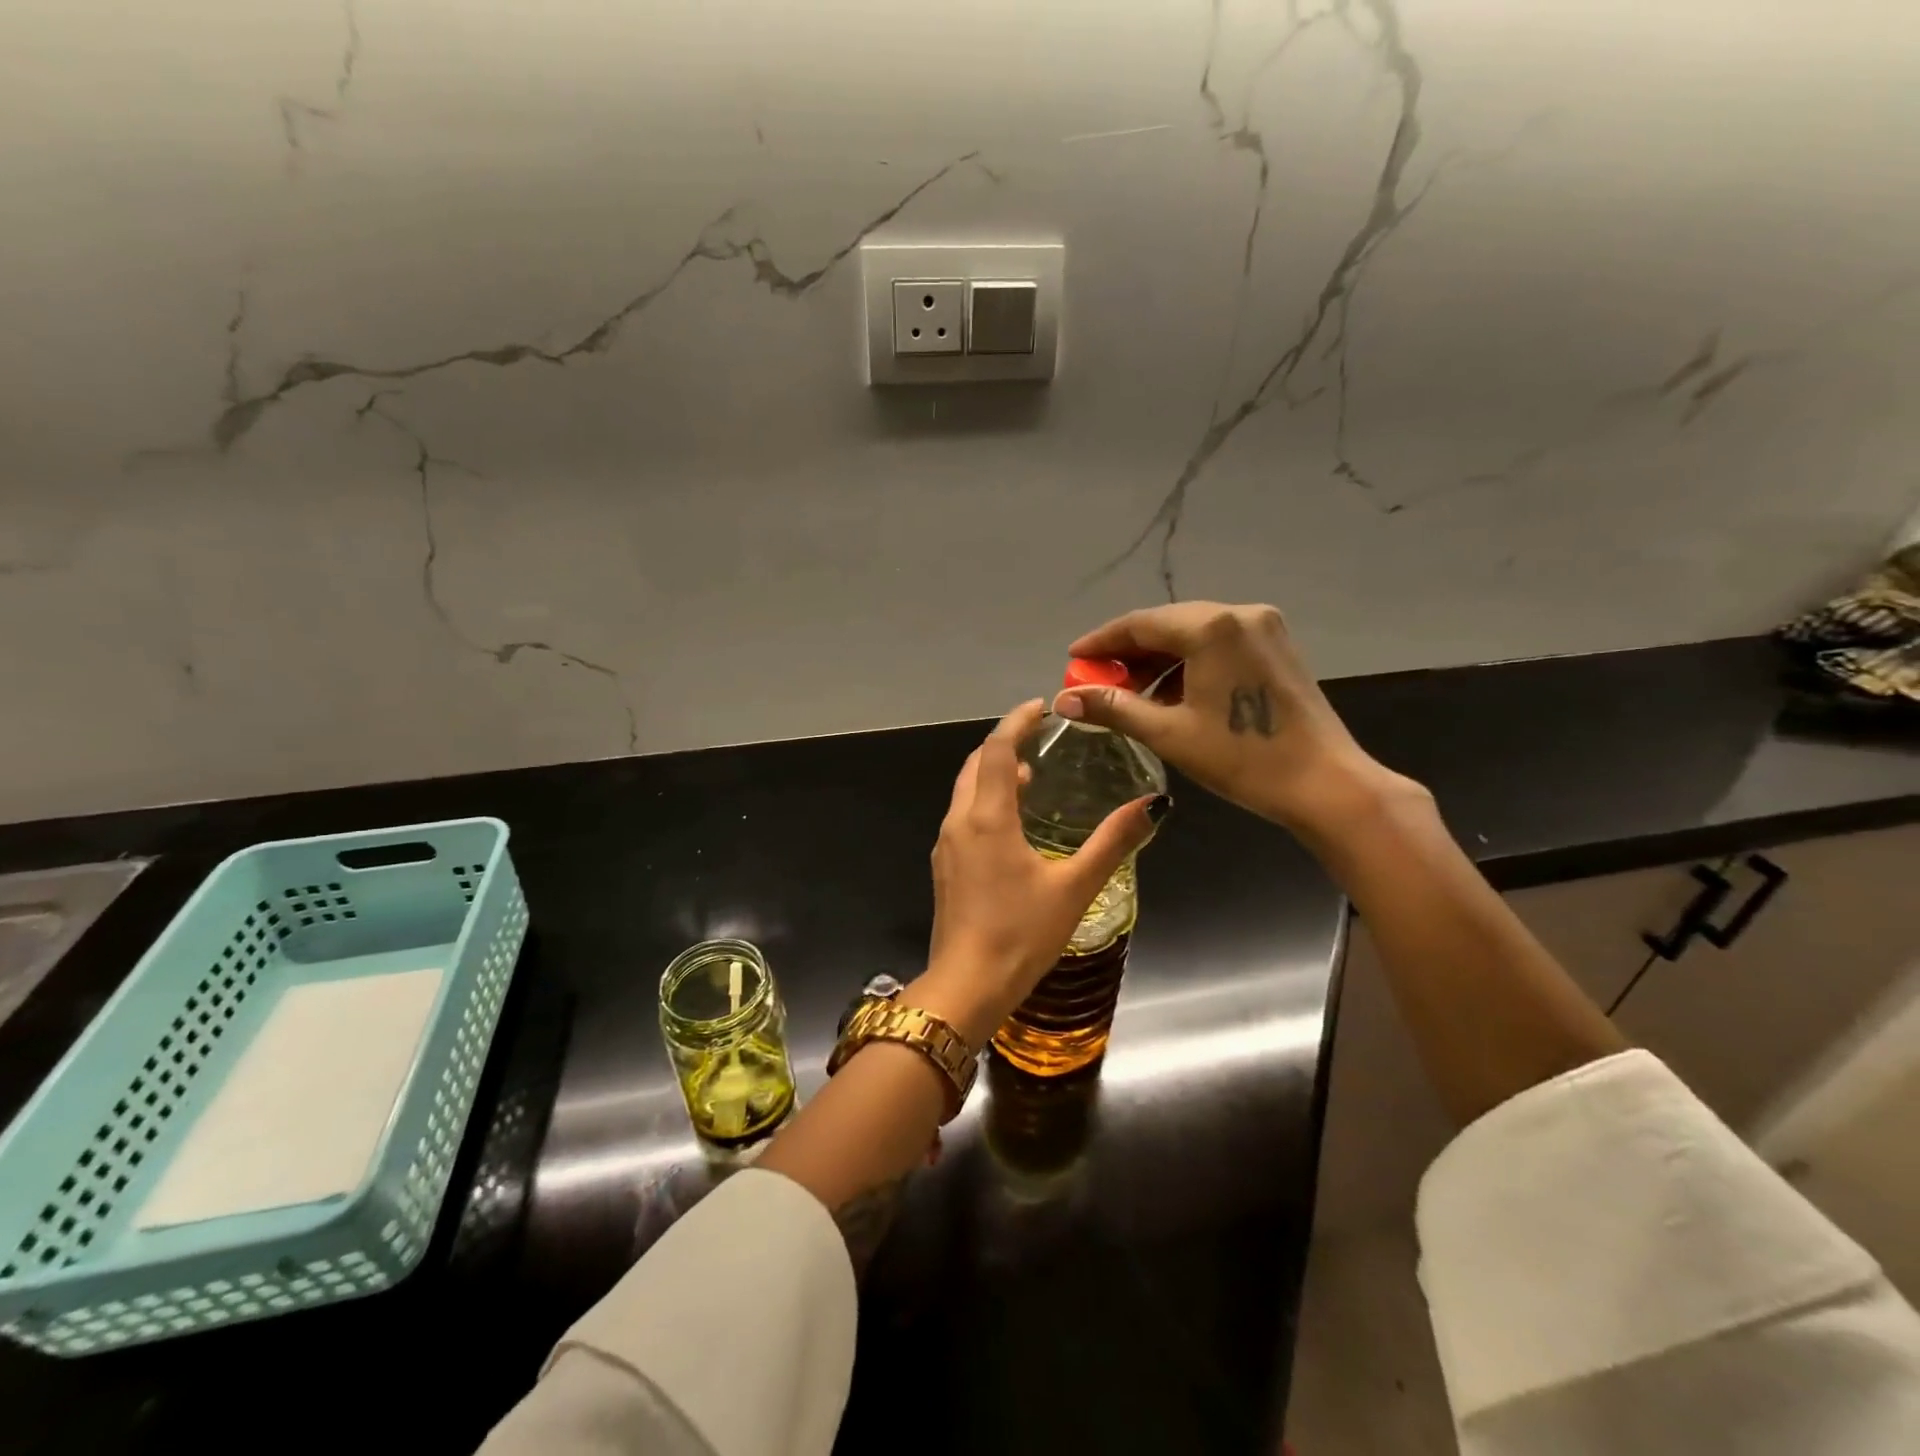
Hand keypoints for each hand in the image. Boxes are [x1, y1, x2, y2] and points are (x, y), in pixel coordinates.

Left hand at [915, 699, 1162, 1045]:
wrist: (967, 986)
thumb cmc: (1021, 935)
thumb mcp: (1074, 887)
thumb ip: (1113, 843)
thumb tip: (1153, 806)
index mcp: (987, 818)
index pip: (996, 750)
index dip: (1016, 722)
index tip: (1041, 706)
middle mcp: (959, 822)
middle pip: (975, 765)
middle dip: (1004, 743)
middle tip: (1039, 734)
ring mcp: (947, 846)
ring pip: (966, 791)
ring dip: (993, 773)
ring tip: (1032, 772)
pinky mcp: (946, 867)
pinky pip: (964, 816)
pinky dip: (986, 800)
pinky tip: (1013, 820)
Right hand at [1055, 602, 1409, 833]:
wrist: (1324, 783)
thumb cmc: (1242, 758)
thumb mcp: (1169, 733)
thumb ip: (1113, 708)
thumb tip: (1064, 700)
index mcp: (1212, 627)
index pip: (1140, 624)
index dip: (1101, 642)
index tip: (1072, 660)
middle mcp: (1239, 614)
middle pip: (1167, 625)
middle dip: (1128, 653)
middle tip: (1098, 682)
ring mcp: (1264, 627)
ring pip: (1193, 634)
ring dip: (1158, 661)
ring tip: (1131, 695)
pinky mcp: (1277, 646)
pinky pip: (1218, 644)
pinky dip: (1188, 664)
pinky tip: (1171, 694)